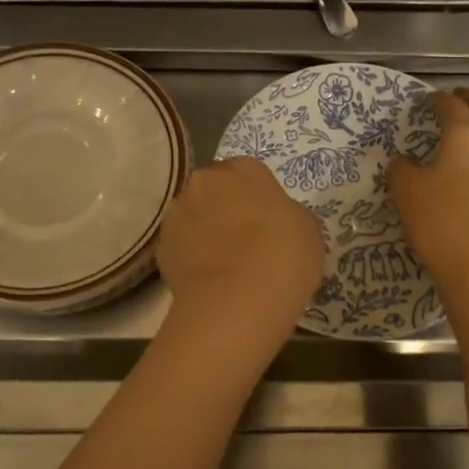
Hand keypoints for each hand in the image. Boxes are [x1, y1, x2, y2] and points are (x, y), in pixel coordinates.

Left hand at [158, 157, 325, 331]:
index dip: (256, 197)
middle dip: (225, 208)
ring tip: (224, 264)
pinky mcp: (162, 247)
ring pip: (192, 216)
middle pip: (214, 190)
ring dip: (205, 231)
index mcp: (244, 170)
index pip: (247, 173)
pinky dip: (191, 258)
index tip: (266, 221)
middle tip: (245, 240)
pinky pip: (181, 247)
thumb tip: (275, 223)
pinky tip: (209, 280)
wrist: (238, 298)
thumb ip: (287, 215)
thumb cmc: (284, 254)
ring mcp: (178, 214)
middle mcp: (205, 182)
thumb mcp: (307, 228)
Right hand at [389, 89, 468, 296]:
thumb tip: (404, 160)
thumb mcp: (406, 190)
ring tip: (468, 123)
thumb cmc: (439, 221)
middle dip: (468, 100)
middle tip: (453, 98)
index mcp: (466, 134)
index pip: (451, 106)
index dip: (437, 100)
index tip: (426, 100)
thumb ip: (401, 167)